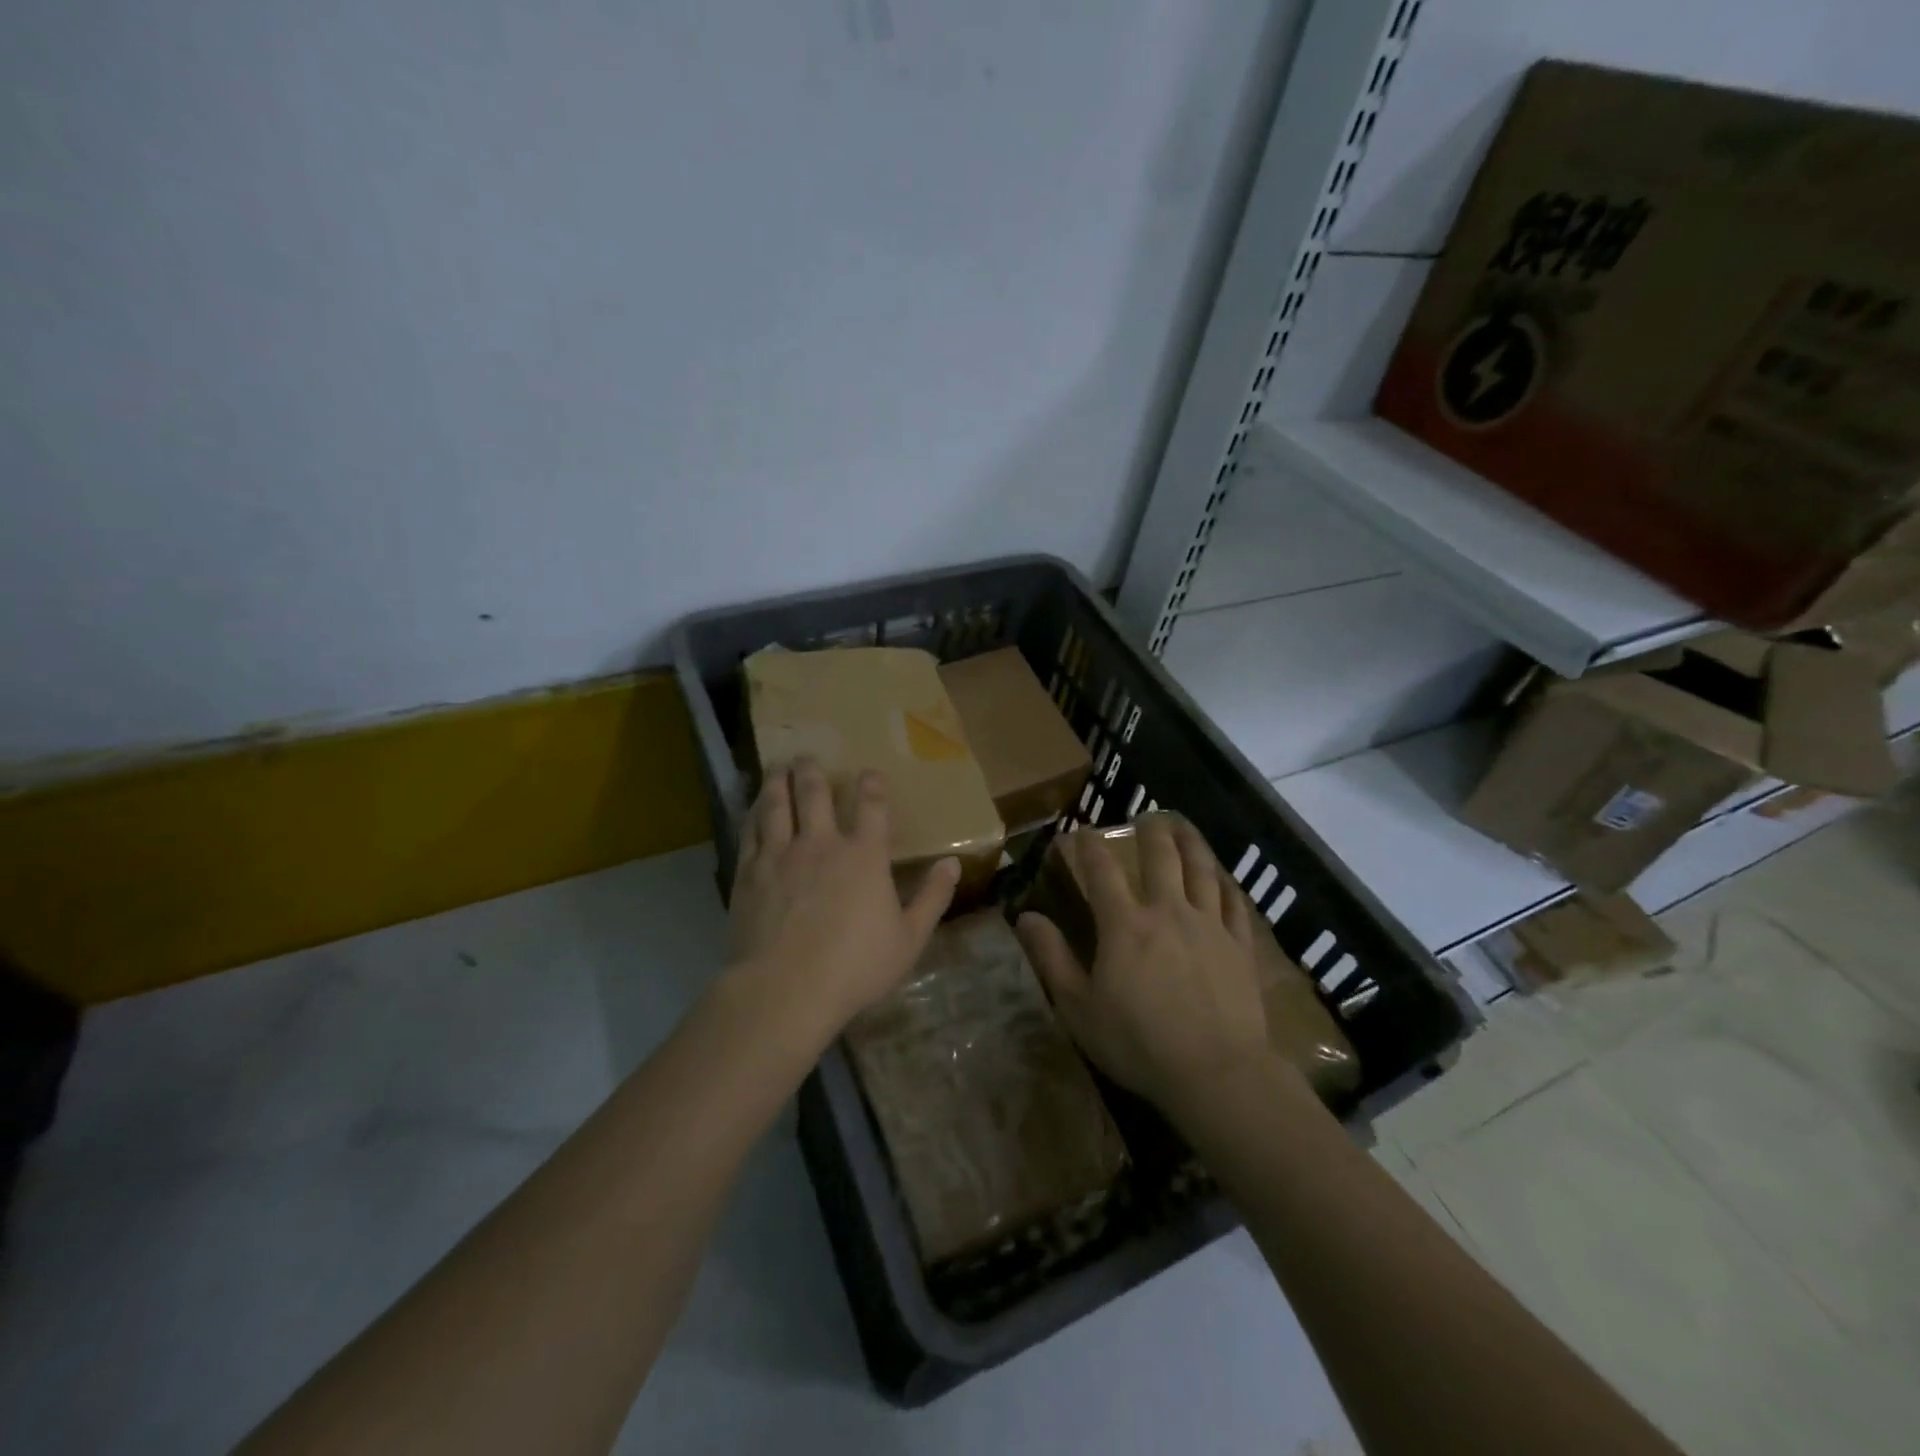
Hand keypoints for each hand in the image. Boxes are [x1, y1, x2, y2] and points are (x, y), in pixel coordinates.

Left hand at [725, 759, 959, 1045]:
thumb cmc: (854, 967)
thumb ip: (932, 898)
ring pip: (778, 804)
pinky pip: (751, 831)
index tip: (869, 773)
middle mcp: (821, 843)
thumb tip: (952, 862)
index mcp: (864, 856)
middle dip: (813, 771)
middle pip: (815, 793)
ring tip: (778, 766)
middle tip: (807, 757)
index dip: (871, 785)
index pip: (871, 807)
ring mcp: (781, 855)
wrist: (785, 989)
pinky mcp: (749, 872)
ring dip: (779, 781)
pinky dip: (753, 812)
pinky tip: (753, 806)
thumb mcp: (909, 939)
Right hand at [1016, 816, 1272, 1111]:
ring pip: (1201, 869)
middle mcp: (1168, 911)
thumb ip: (1051, 957)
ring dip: (1190, 843)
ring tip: (1183, 827)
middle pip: (1160, 856)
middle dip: (1149, 831)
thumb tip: (1025, 916)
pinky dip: (1227, 884)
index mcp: (1124, 923)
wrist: (1217, 1073)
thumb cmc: (1138, 1043)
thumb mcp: (1079, 1006)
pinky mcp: (1240, 946)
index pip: (1101, 870)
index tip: (1081, 831)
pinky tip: (1223, 879)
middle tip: (1145, 816)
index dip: (1089, 845)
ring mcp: (1209, 925)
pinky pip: (1234, 904)